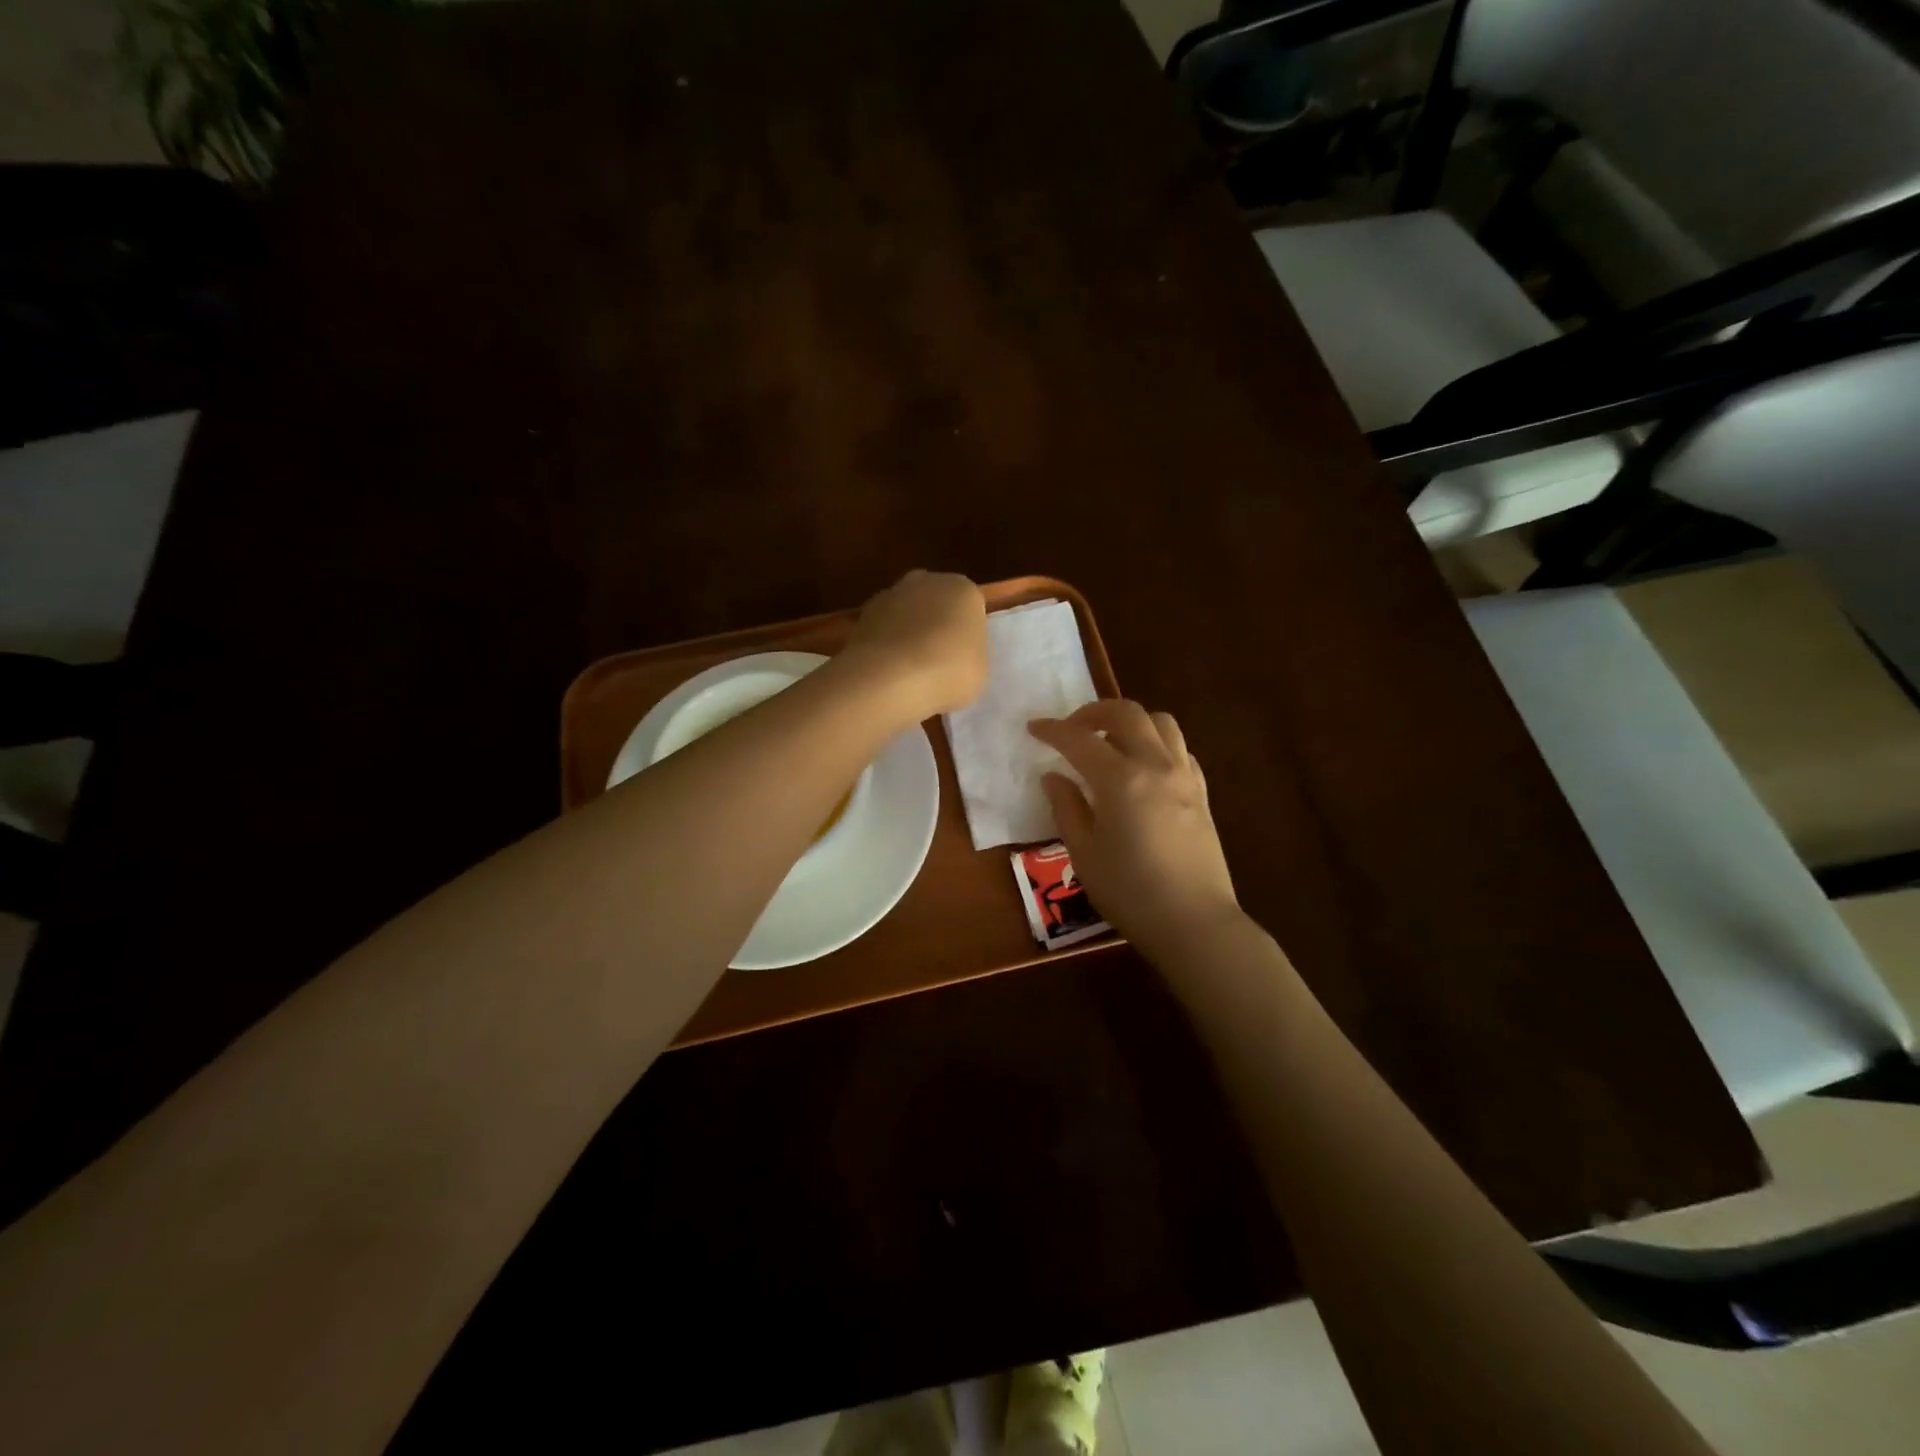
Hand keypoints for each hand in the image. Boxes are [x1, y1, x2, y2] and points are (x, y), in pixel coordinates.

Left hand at [840, 570, 988, 719]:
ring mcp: (890, 594)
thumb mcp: (979, 669)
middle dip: (936, 625)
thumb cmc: (949, 671)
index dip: (968, 633)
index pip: (972, 607)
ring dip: (907, 633)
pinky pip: (882, 630)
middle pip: (936, 603)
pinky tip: (887, 672)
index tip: (964, 658)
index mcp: (964, 590)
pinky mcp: (862, 615)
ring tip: (909, 671)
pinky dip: (884, 645)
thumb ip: (969, 653)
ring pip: (906, 613)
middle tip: (939, 661)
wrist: (890, 678)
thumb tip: (954, 653)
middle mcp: (927, 581)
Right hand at [1028, 700, 1240, 961]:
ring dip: (1130, 721)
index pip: (1079, 739)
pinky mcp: (1202, 792)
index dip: (1052, 729)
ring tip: (1110, 742)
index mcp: (1120, 780)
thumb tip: (1054, 777)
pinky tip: (1142, 768)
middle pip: (1126, 713)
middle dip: (1093, 712)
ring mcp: (1184, 775)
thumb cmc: (1130, 893)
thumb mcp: (1084, 854)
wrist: (1194, 923)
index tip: (1033, 728)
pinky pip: (1179, 748)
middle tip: (1071, 730)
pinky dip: (1156, 743)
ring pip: (1160, 722)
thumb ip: (1066, 808)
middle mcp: (1156, 765)